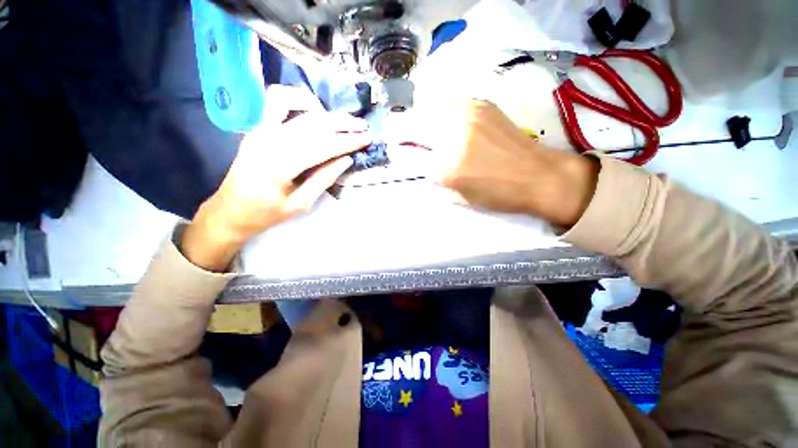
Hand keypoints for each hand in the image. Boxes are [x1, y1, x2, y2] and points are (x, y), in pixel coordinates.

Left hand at [183, 86, 370, 270]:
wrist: (229, 210)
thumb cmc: (266, 214)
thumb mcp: (300, 205)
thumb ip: (324, 180)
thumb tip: (345, 160)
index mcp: (279, 165)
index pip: (322, 146)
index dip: (347, 142)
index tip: (367, 139)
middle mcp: (269, 141)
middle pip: (313, 124)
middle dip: (342, 124)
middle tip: (363, 127)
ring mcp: (260, 130)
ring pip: (300, 111)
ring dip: (327, 114)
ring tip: (347, 120)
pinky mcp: (257, 128)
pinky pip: (277, 103)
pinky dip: (298, 100)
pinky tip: (315, 109)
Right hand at [408, 100, 598, 226]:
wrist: (538, 175)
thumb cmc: (497, 195)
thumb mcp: (458, 197)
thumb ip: (433, 177)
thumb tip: (417, 161)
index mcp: (446, 167)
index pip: (409, 155)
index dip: (399, 153)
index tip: (396, 152)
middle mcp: (453, 135)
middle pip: (413, 125)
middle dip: (401, 132)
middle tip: (401, 138)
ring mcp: (467, 114)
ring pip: (428, 109)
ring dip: (418, 119)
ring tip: (421, 130)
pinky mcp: (480, 104)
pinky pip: (447, 103)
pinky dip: (437, 112)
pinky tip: (441, 122)